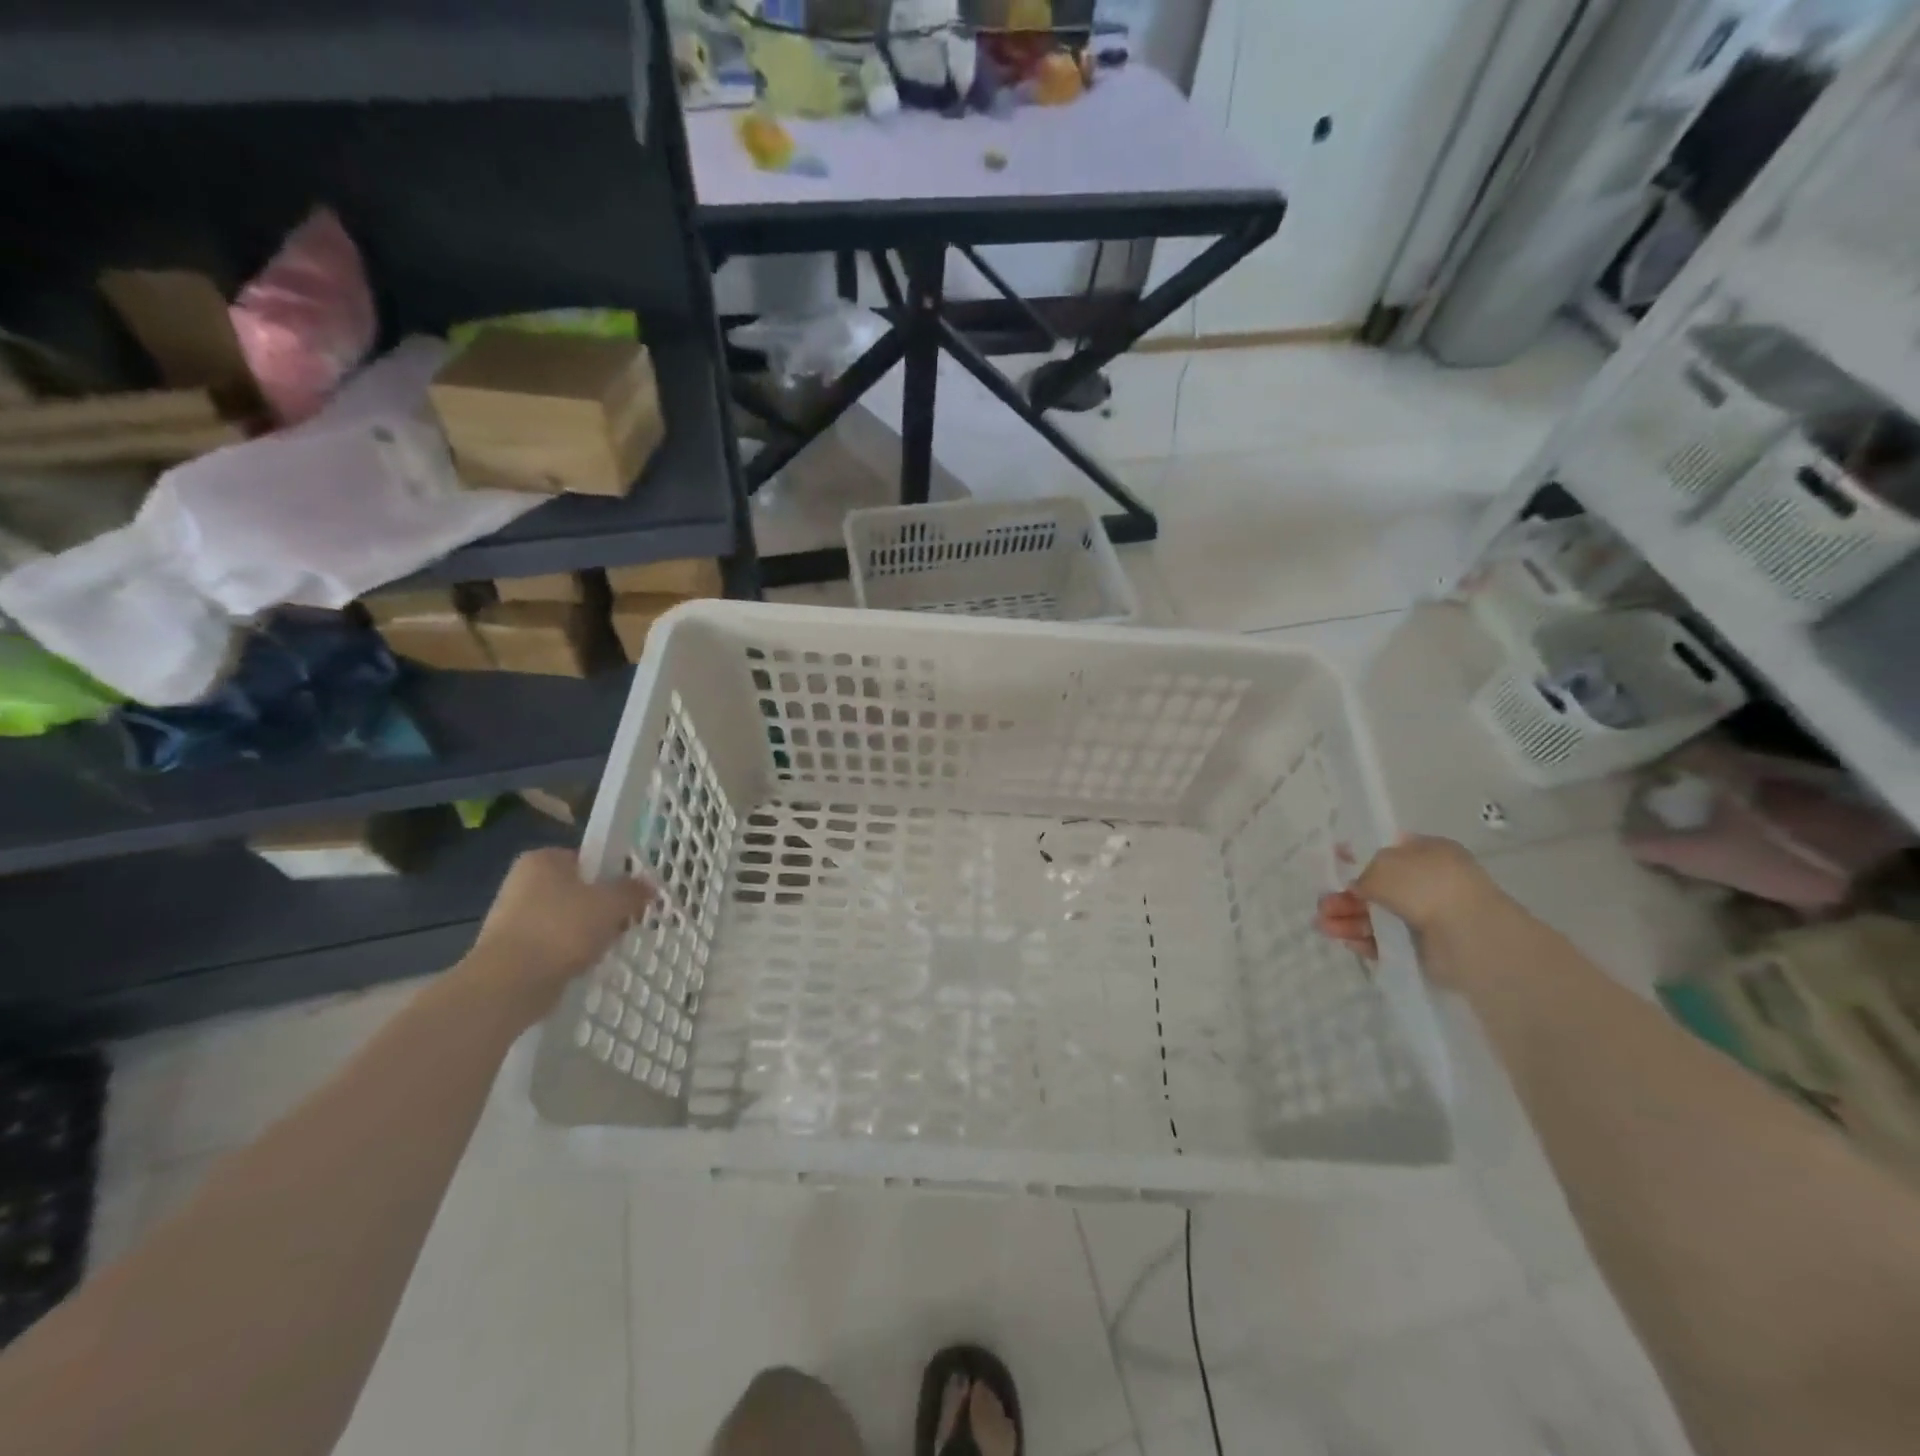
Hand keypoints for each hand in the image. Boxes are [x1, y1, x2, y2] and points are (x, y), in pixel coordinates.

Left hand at [462, 849, 654, 1022]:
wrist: (510, 983)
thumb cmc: (563, 929)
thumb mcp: (612, 903)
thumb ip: (633, 890)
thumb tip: (647, 886)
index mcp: (543, 859)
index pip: (588, 859)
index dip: (613, 876)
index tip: (631, 895)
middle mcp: (523, 882)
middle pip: (579, 890)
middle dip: (603, 908)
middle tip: (624, 923)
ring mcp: (513, 917)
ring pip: (568, 920)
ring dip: (588, 933)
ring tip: (605, 948)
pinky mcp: (511, 950)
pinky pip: (553, 945)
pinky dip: (569, 953)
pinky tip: (583, 965)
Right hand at [1316, 836, 1503, 988]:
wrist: (1470, 937)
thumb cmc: (1427, 887)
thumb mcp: (1384, 865)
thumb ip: (1362, 873)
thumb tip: (1355, 886)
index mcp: (1427, 853)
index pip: (1387, 851)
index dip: (1357, 856)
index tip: (1333, 863)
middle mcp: (1428, 882)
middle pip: (1376, 888)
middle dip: (1345, 896)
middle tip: (1322, 905)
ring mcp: (1427, 916)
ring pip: (1377, 915)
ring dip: (1348, 919)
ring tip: (1322, 926)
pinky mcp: (1424, 948)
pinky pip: (1387, 941)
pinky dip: (1366, 941)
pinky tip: (1346, 941)